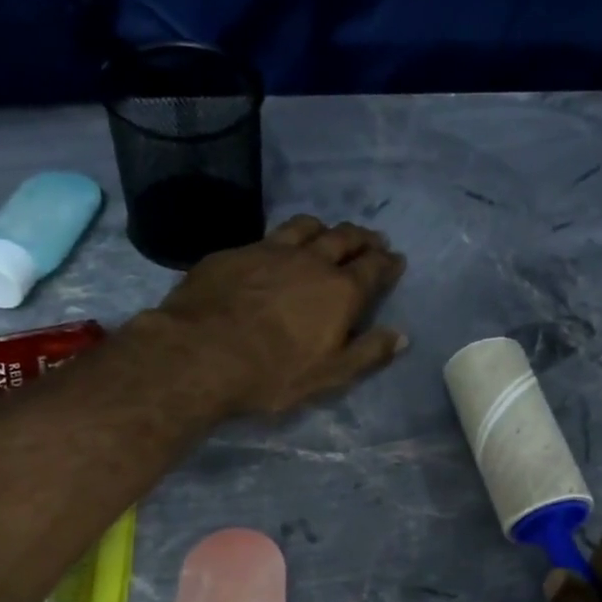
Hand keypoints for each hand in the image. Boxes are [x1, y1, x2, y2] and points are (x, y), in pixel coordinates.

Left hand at [149, 215, 407, 414]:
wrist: (200, 353)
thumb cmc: (273, 373)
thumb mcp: (330, 375)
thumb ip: (368, 353)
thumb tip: (401, 336)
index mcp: (340, 291)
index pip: (373, 268)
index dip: (388, 262)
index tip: (396, 259)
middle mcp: (311, 261)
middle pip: (344, 238)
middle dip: (362, 238)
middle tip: (371, 239)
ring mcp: (270, 250)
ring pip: (306, 227)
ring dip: (324, 229)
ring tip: (328, 233)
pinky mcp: (235, 252)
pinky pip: (269, 235)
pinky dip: (284, 238)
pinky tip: (276, 248)